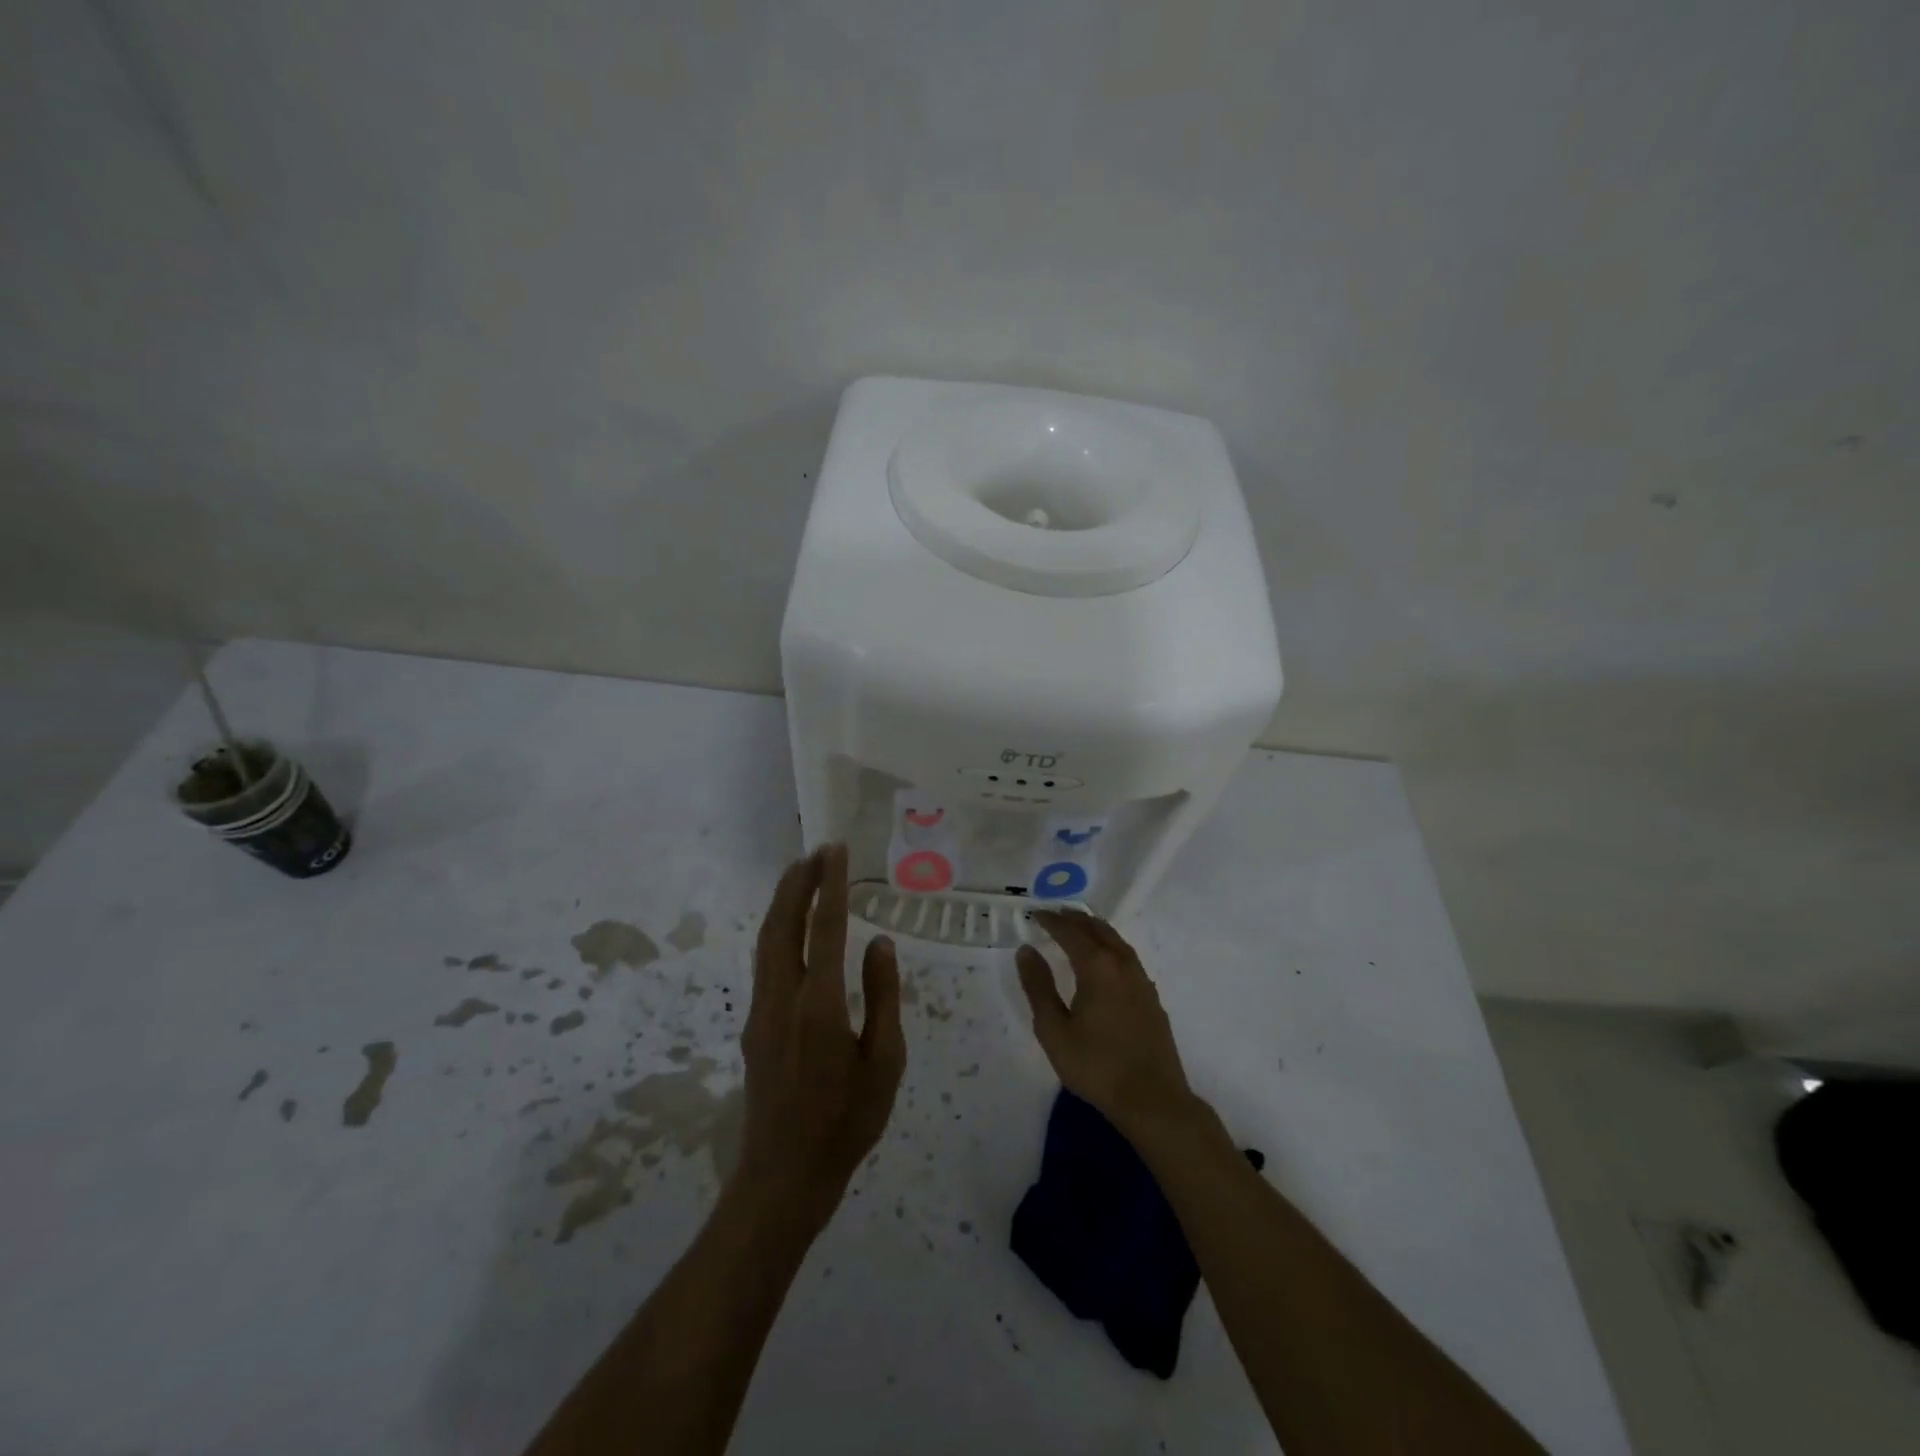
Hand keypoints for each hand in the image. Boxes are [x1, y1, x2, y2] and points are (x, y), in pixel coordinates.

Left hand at [734, 845, 905, 1228]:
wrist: (784, 1175)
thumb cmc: (847, 1121)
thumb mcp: (885, 1062)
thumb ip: (883, 996)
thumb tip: (880, 942)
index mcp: (820, 1005)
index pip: (825, 929)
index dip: (830, 886)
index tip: (835, 852)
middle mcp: (783, 997)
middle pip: (783, 924)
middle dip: (798, 883)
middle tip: (816, 851)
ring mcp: (761, 1010)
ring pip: (766, 940)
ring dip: (783, 903)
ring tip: (803, 875)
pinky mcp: (754, 1024)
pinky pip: (764, 961)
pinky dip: (778, 929)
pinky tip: (793, 927)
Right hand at [1016, 910, 1196, 1140]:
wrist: (1152, 1099)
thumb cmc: (1096, 1065)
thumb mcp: (1054, 1029)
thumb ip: (1038, 987)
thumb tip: (1026, 950)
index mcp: (1097, 967)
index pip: (1071, 933)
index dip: (1052, 921)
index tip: (1036, 914)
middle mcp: (1122, 965)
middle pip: (1098, 930)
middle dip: (1076, 919)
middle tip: (1057, 914)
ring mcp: (1142, 981)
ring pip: (1117, 942)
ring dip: (1097, 930)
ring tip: (1081, 929)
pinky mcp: (1152, 999)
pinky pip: (1129, 959)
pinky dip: (1112, 948)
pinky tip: (1107, 962)